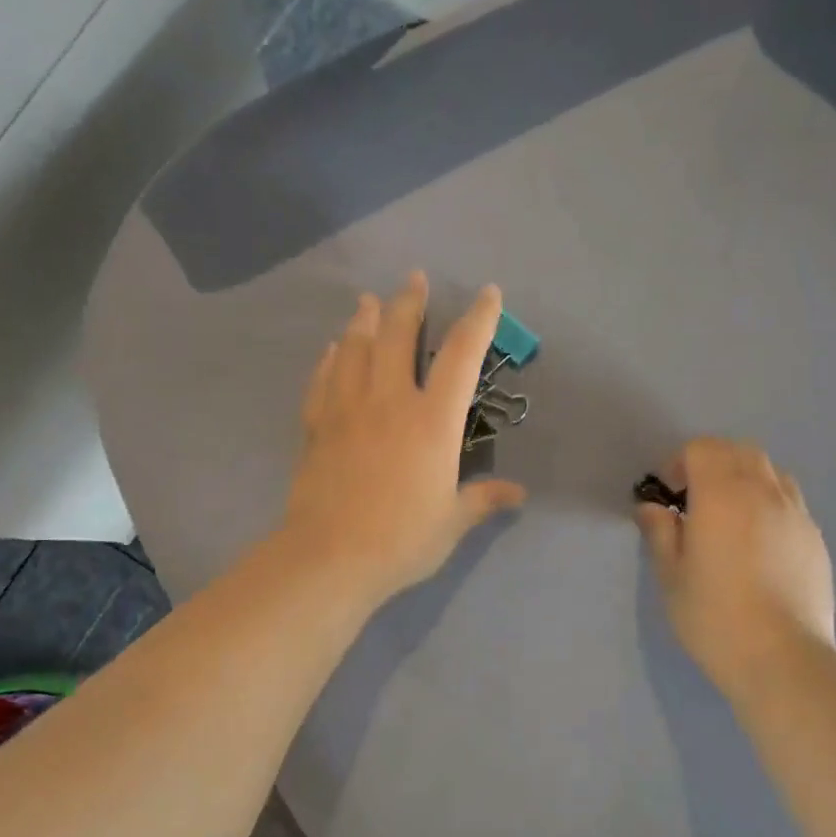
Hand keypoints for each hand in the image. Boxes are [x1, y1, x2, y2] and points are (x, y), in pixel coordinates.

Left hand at [282, 273, 526, 607]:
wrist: (330, 557)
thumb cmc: (401, 540)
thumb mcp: (451, 522)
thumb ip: (483, 499)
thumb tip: (518, 494)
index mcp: (432, 421)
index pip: (461, 356)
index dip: (478, 320)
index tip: (487, 294)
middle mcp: (390, 401)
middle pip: (399, 335)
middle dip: (409, 302)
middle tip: (414, 279)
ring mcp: (348, 409)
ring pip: (355, 348)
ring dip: (364, 320)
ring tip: (369, 302)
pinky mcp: (317, 425)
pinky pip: (323, 379)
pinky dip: (329, 359)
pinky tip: (331, 349)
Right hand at [635, 438, 835, 695]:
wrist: (781, 657)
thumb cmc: (714, 615)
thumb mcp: (671, 575)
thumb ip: (660, 531)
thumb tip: (652, 508)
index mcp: (722, 494)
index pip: (702, 449)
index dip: (679, 462)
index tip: (668, 495)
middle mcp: (763, 492)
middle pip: (739, 451)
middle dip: (713, 463)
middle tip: (695, 499)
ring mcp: (796, 513)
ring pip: (770, 472)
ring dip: (744, 479)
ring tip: (729, 516)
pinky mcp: (815, 538)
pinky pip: (790, 501)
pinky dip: (769, 503)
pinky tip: (758, 543)